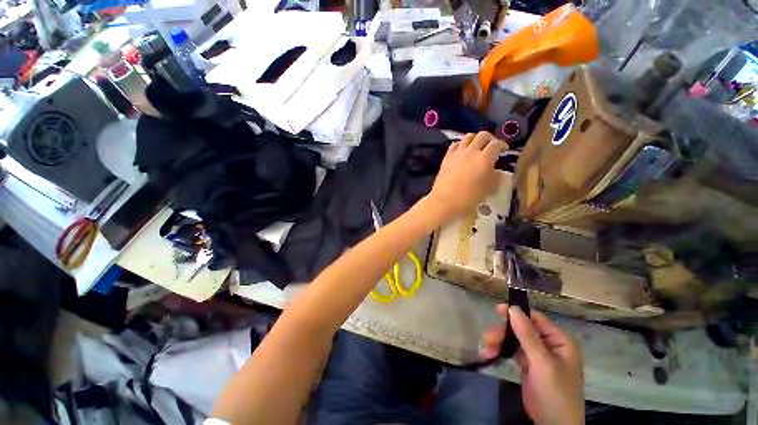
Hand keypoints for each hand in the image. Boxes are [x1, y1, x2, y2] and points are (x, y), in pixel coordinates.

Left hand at [427, 132, 506, 222]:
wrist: (445, 200)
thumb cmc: (469, 198)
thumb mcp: (488, 189)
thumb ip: (495, 177)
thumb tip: (498, 172)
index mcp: (485, 158)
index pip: (497, 144)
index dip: (502, 145)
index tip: (504, 150)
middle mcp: (471, 151)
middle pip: (482, 135)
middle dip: (490, 138)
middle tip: (491, 146)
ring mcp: (457, 153)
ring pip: (468, 137)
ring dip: (475, 139)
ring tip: (477, 147)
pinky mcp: (447, 158)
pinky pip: (454, 145)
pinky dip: (461, 144)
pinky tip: (462, 151)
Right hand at [480, 305, 583, 424]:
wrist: (553, 424)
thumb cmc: (555, 391)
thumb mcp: (542, 363)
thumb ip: (527, 335)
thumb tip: (513, 308)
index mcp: (559, 340)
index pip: (536, 319)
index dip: (517, 313)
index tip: (497, 310)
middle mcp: (548, 344)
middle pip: (521, 329)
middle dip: (503, 332)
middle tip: (488, 337)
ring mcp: (537, 354)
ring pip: (513, 339)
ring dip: (498, 342)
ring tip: (486, 349)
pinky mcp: (526, 364)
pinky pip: (511, 351)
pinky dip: (500, 351)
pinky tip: (489, 354)